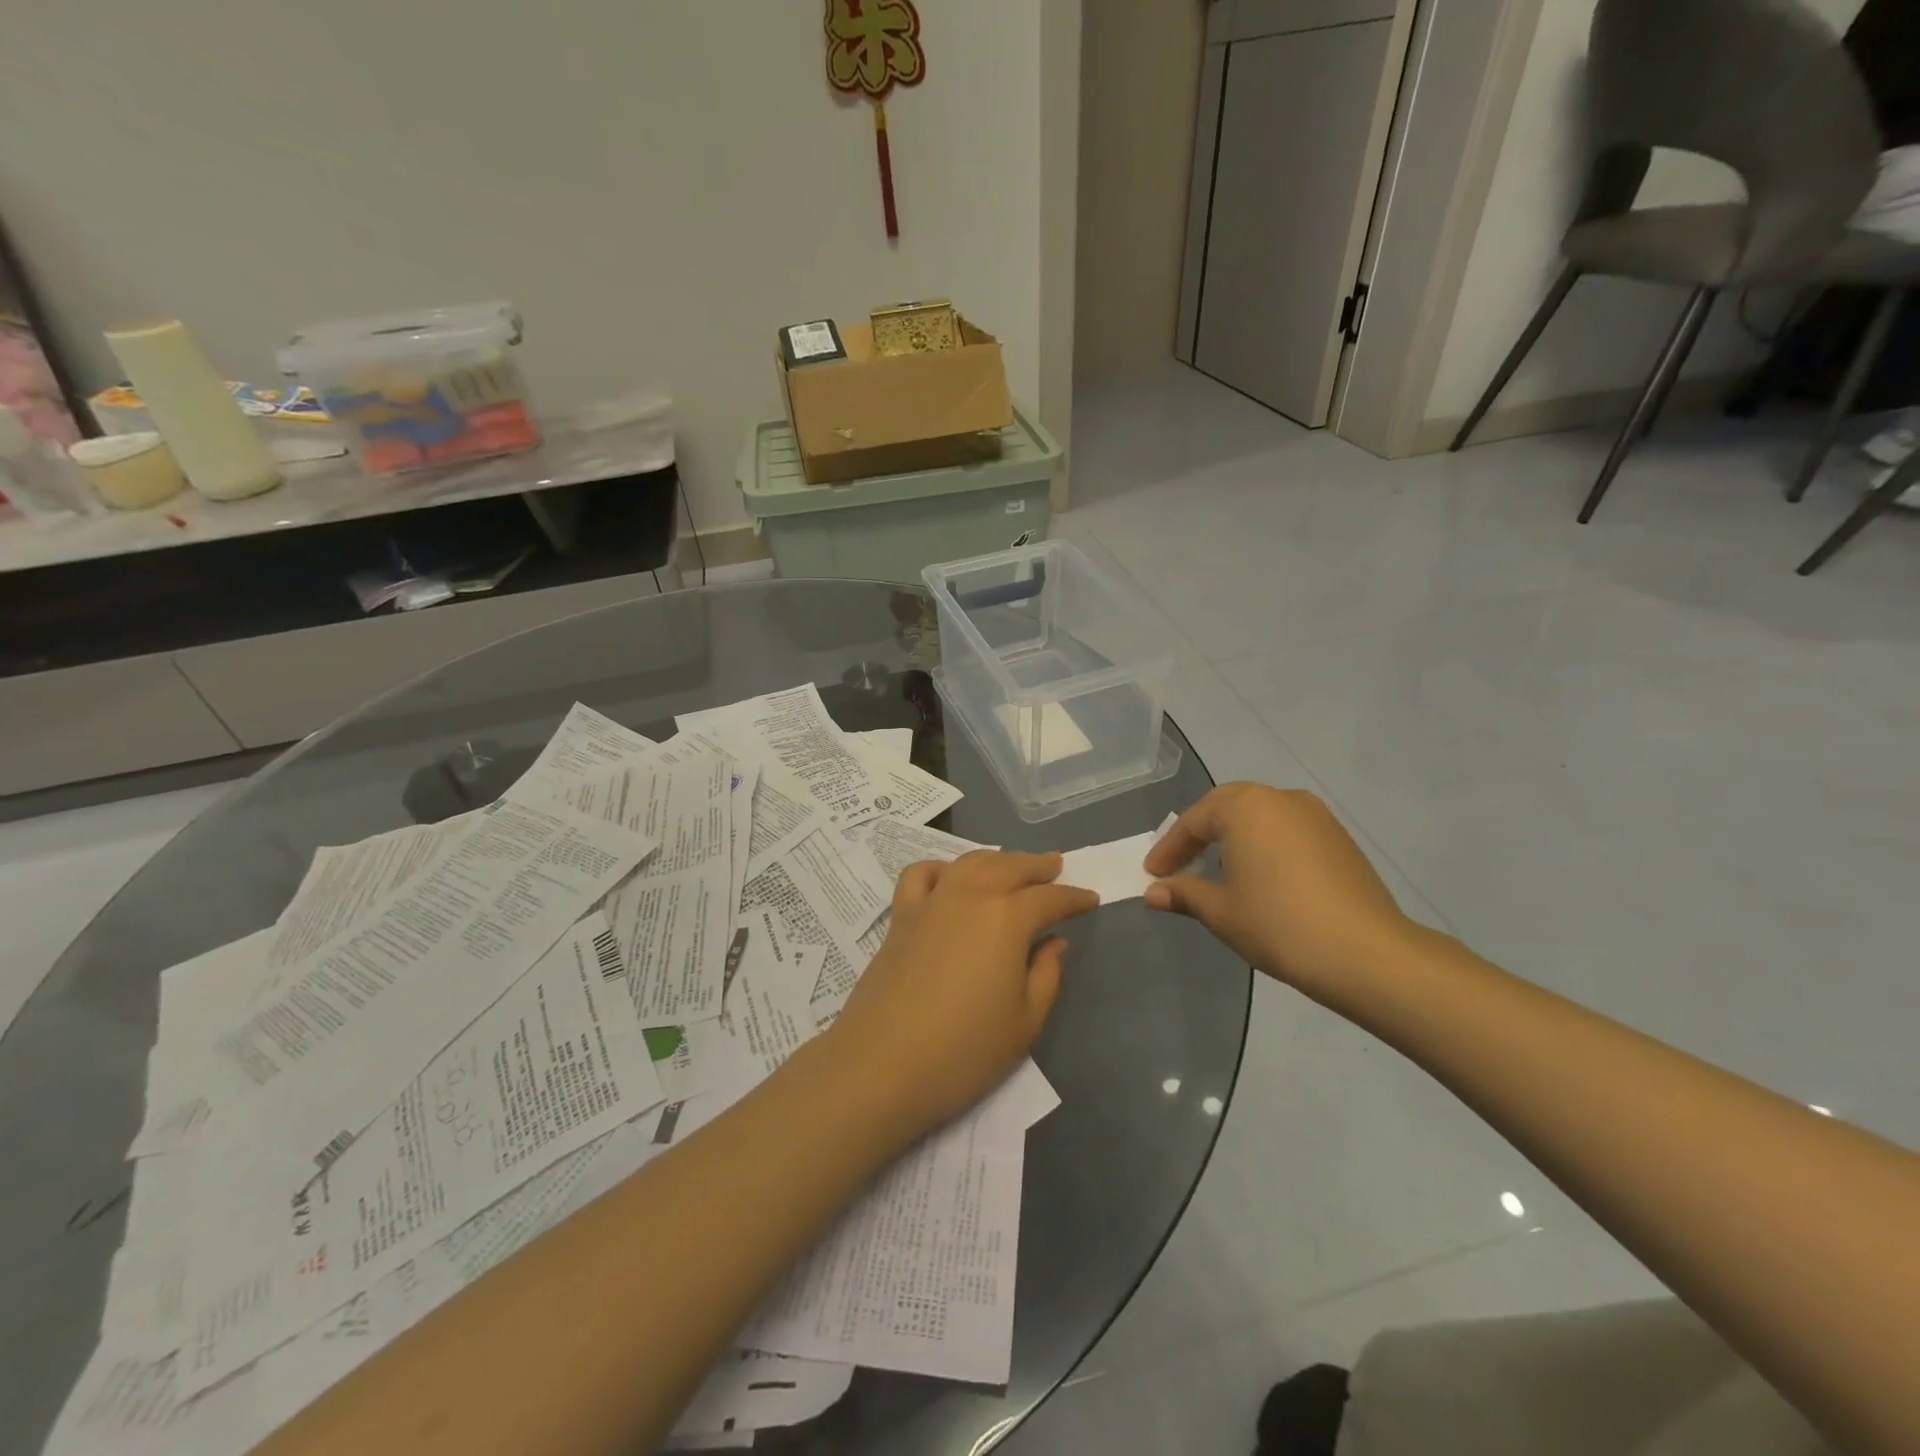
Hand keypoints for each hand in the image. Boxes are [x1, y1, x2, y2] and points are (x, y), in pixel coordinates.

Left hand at [824, 850, 1098, 1143]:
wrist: (882, 1065)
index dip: (1074, 898)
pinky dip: (941, 867)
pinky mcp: (900, 916)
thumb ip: (1047, 974)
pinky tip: (950, 879)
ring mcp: (931, 901)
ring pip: (969, 862)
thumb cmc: (964, 1051)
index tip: (1091, 899)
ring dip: (996, 858)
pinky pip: (921, 874)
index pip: (1050, 898)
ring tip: (1011, 865)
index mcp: (1007, 918)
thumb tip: (1055, 942)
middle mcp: (970, 895)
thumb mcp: (1025, 1022)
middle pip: (1010, 867)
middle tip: (1056, 865)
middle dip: (1038, 865)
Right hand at [1144, 784, 1414, 1000]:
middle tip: (1180, 864)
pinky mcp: (1339, 839)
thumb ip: (1184, 894)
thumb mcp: (1221, 911)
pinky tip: (1260, 877)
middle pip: (1227, 808)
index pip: (1194, 821)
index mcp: (1246, 806)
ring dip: (1233, 838)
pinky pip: (1287, 831)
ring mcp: (1316, 816)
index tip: (1153, 874)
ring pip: (1260, 817)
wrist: (1366, 954)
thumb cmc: (1279, 924)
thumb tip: (1153, 893)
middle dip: (1200, 835)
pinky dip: (1264, 846)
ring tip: (1217, 870)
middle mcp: (1281, 798)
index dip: (1169, 849)